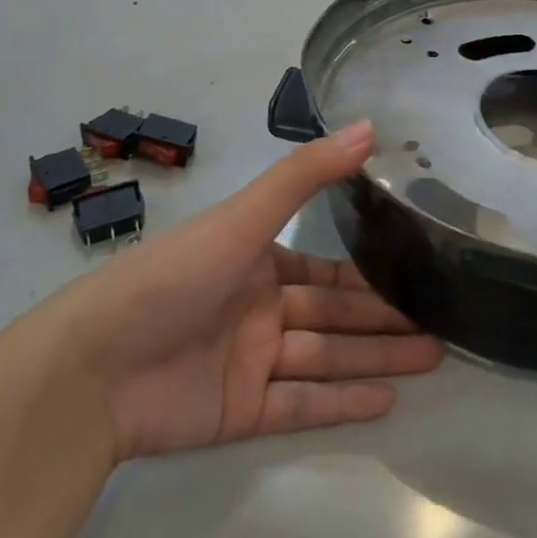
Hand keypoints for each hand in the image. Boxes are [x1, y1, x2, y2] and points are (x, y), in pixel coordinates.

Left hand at [59, 121, 441, 463]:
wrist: (94, 367)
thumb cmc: (173, 276)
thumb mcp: (244, 216)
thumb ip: (307, 174)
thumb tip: (369, 126)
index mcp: (257, 261)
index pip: (326, 272)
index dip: (370, 275)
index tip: (416, 272)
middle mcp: (260, 309)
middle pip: (335, 316)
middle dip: (385, 319)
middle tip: (442, 321)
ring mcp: (252, 361)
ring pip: (328, 358)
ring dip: (377, 358)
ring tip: (433, 356)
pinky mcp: (242, 411)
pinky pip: (303, 403)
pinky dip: (343, 402)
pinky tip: (388, 400)